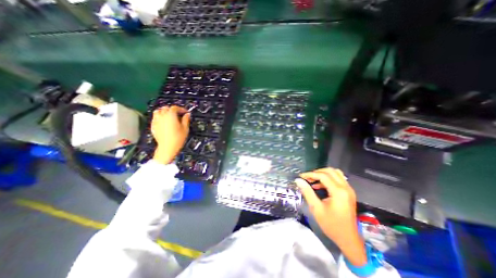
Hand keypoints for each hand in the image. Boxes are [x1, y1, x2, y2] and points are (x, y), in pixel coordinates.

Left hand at [150, 105, 190, 163]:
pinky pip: (155, 117)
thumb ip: (186, 120)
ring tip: (169, 116)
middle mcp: (162, 116)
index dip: (181, 109)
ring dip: (164, 111)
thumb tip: (187, 114)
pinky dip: (159, 117)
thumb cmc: (178, 138)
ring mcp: (156, 120)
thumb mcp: (185, 128)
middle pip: (166, 108)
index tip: (185, 112)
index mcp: (171, 115)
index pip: (175, 107)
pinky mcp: (153, 125)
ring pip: (158, 111)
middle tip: (178, 114)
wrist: (167, 147)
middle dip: (172, 109)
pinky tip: (164, 121)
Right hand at [293, 167, 366, 266]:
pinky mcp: (349, 193)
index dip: (310, 174)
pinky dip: (328, 178)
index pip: (323, 176)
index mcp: (338, 192)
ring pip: (335, 173)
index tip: (301, 176)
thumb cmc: (331, 225)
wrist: (348, 239)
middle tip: (307, 177)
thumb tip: (298, 180)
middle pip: (330, 171)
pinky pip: (338, 179)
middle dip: (317, 172)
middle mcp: (346, 188)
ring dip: (323, 174)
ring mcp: (349, 190)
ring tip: (312, 179)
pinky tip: (319, 185)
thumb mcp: (316, 209)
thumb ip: (307, 192)